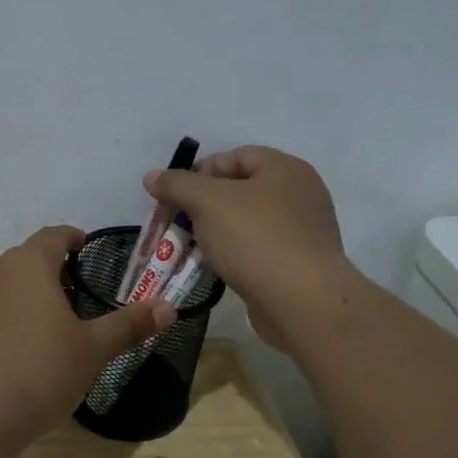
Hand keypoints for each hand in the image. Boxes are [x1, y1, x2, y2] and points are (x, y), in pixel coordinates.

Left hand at [0, 226, 175, 442]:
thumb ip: (129, 324)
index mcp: (28, 264)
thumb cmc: (39, 371)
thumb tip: (169, 307)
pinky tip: (21, 351)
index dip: (72, 238)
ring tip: (53, 325)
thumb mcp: (92, 349)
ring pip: (6, 284)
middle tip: (79, 296)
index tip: (85, 246)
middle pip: (28, 259)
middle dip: (54, 271)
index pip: (53, 236)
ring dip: (30, 295)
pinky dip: (8, 318)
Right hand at [144, 147, 347, 348]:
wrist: (302, 301)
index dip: (201, 171)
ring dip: (217, 232)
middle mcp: (300, 194)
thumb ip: (177, 184)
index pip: (235, 156)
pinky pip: (259, 249)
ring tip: (192, 247)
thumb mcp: (207, 202)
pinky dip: (236, 254)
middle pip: (241, 189)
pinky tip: (217, 268)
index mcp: (285, 168)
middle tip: (179, 222)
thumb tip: (153, 176)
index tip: (175, 195)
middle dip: (204, 204)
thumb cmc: (255, 238)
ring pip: (248, 222)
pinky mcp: (301, 264)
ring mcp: (304, 231)